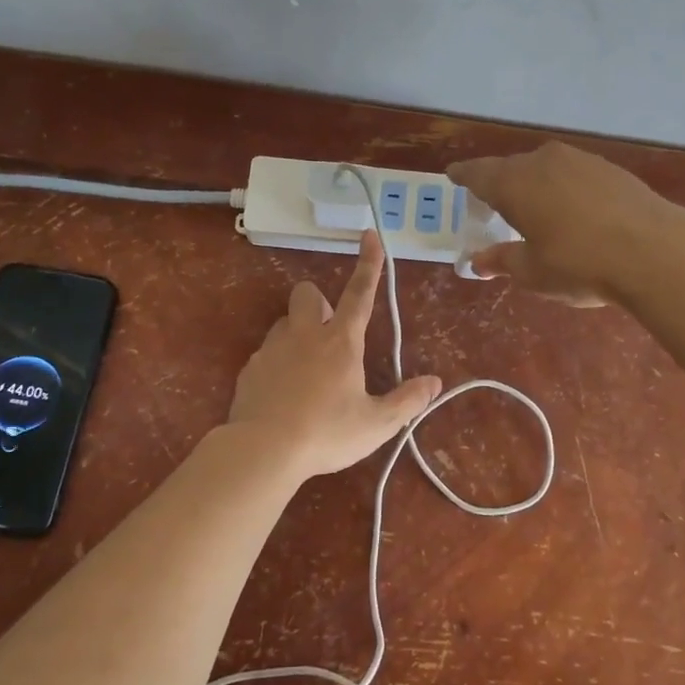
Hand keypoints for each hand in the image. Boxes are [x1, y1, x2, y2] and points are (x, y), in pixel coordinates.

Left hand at [227, 228, 442, 477]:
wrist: (263, 450)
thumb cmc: (327, 433)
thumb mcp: (377, 423)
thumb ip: (407, 401)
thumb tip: (434, 383)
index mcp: (340, 342)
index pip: (360, 294)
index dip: (369, 264)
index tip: (371, 234)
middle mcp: (305, 336)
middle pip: (308, 294)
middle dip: (319, 302)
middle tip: (330, 334)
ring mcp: (272, 349)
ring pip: (285, 322)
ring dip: (298, 333)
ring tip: (309, 370)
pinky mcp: (250, 369)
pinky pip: (266, 353)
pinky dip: (279, 363)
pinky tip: (285, 393)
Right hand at [448, 143, 678, 305]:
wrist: (654, 251)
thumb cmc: (579, 264)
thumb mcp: (532, 271)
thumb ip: (502, 261)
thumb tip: (478, 261)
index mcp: (514, 183)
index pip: (478, 173)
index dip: (463, 176)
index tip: (453, 176)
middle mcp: (543, 161)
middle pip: (511, 169)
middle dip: (500, 185)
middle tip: (494, 205)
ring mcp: (580, 160)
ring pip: (545, 168)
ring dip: (534, 186)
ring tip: (534, 209)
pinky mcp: (610, 168)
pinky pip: (572, 174)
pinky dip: (563, 188)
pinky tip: (572, 211)